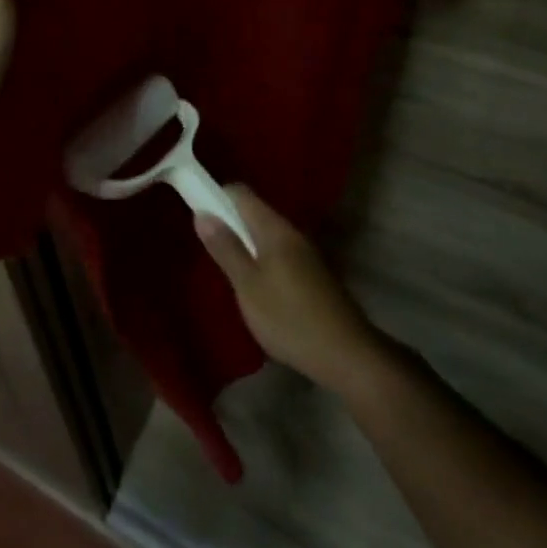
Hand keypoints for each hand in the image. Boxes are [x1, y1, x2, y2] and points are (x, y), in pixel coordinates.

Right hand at [195, 185, 384, 395]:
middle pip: (254, 212)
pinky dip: (263, 260)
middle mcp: (292, 232)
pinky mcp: (313, 273)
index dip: (217, 197)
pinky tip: (259, 289)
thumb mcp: (248, 286)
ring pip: (267, 234)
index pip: (241, 193)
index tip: (199, 217)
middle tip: (212, 251)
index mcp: (274, 229)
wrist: (347, 354)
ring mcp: (306, 252)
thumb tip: (202, 213)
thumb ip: (226, 248)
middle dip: (230, 224)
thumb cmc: (290, 318)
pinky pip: (279, 252)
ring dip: (246, 244)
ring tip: (231, 273)